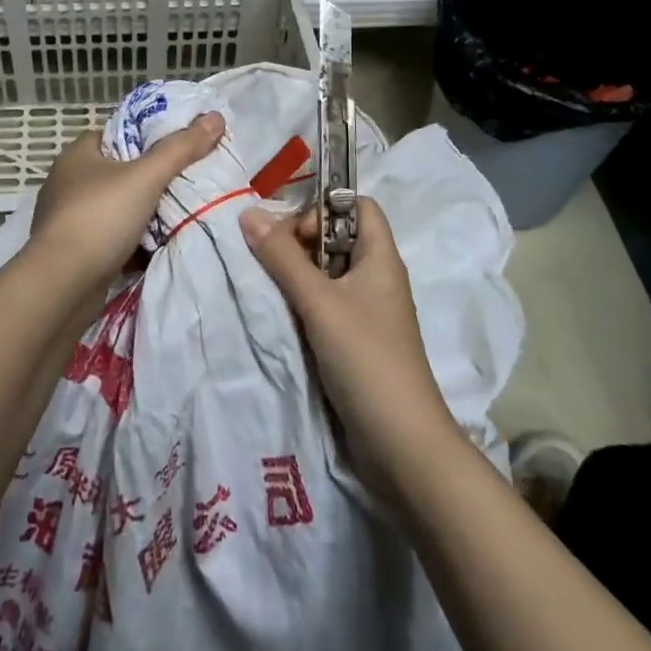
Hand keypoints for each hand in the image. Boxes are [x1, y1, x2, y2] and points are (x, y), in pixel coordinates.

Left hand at [29, 112, 226, 293]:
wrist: (62, 286)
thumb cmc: (99, 218)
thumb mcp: (146, 177)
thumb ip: (181, 148)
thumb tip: (215, 117)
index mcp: (78, 154)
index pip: (118, 134)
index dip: (148, 136)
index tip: (179, 145)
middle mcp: (68, 182)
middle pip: (119, 171)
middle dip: (150, 178)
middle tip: (187, 180)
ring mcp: (68, 218)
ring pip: (116, 207)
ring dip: (142, 212)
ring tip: (180, 212)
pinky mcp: (74, 250)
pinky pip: (111, 238)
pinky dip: (133, 241)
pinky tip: (160, 245)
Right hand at [240, 197, 453, 490]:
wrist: (402, 445)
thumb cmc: (366, 358)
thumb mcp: (318, 302)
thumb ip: (282, 257)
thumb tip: (248, 213)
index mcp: (380, 258)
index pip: (358, 205)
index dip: (325, 206)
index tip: (292, 229)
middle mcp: (377, 278)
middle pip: (337, 236)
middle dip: (300, 240)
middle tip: (271, 258)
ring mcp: (368, 311)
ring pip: (327, 272)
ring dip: (297, 273)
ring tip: (269, 285)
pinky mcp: (357, 340)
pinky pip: (326, 303)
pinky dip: (303, 301)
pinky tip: (282, 314)